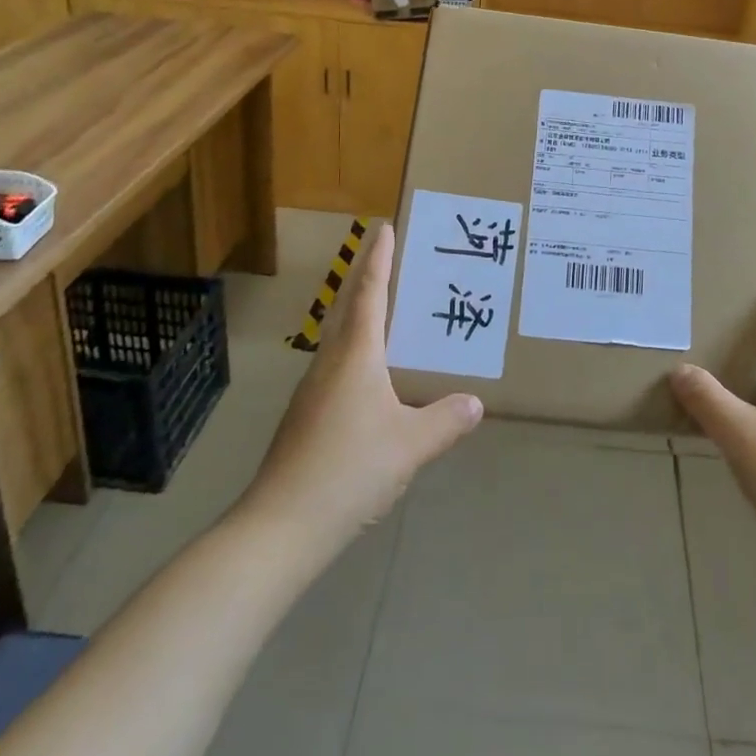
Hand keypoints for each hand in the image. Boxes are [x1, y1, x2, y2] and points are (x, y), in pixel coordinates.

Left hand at [243, 224, 482, 550]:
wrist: (280, 527)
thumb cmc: (349, 469)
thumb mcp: (410, 445)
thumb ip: (445, 421)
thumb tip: (475, 402)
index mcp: (355, 356)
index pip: (369, 294)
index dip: (379, 260)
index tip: (384, 228)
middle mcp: (330, 364)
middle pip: (350, 311)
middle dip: (370, 283)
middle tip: (395, 264)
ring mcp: (312, 393)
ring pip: (342, 343)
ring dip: (364, 322)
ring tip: (394, 321)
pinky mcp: (305, 420)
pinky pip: (338, 371)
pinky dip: (360, 358)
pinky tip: (376, 385)